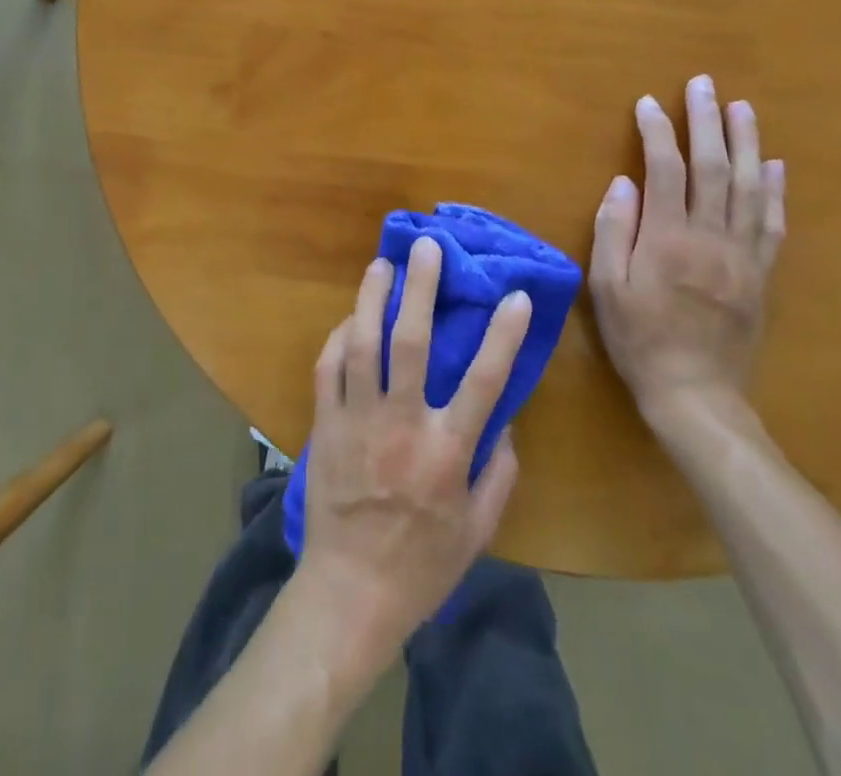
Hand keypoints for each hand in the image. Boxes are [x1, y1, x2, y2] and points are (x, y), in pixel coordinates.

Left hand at [296, 236, 531, 660]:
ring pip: (362, 345)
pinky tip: (350, 318)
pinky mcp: (325, 426)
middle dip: (420, 289)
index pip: (483, 382)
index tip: (515, 296)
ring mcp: (358, 421)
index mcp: (446, 453)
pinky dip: (338, 338)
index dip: (502, 335)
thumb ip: (499, 475)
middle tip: (428, 247)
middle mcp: (401, 426)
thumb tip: (506, 424)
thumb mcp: (478, 532)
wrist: (349, 593)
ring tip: (382, 264)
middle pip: (410, 343)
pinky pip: (328, 369)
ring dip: (372, 299)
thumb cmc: (421, 566)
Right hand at [589, 74, 784, 422]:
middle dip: (707, 121)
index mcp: (666, 239)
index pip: (664, 170)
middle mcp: (710, 237)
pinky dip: (775, 190)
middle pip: (713, 167)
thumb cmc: (639, 338)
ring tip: (742, 108)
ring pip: (749, 187)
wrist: (695, 392)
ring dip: (746, 143)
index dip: (656, 131)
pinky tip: (774, 164)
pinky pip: (773, 224)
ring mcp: (742, 254)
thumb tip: (623, 182)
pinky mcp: (762, 273)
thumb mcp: (606, 287)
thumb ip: (614, 230)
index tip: (648, 103)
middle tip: (703, 85)